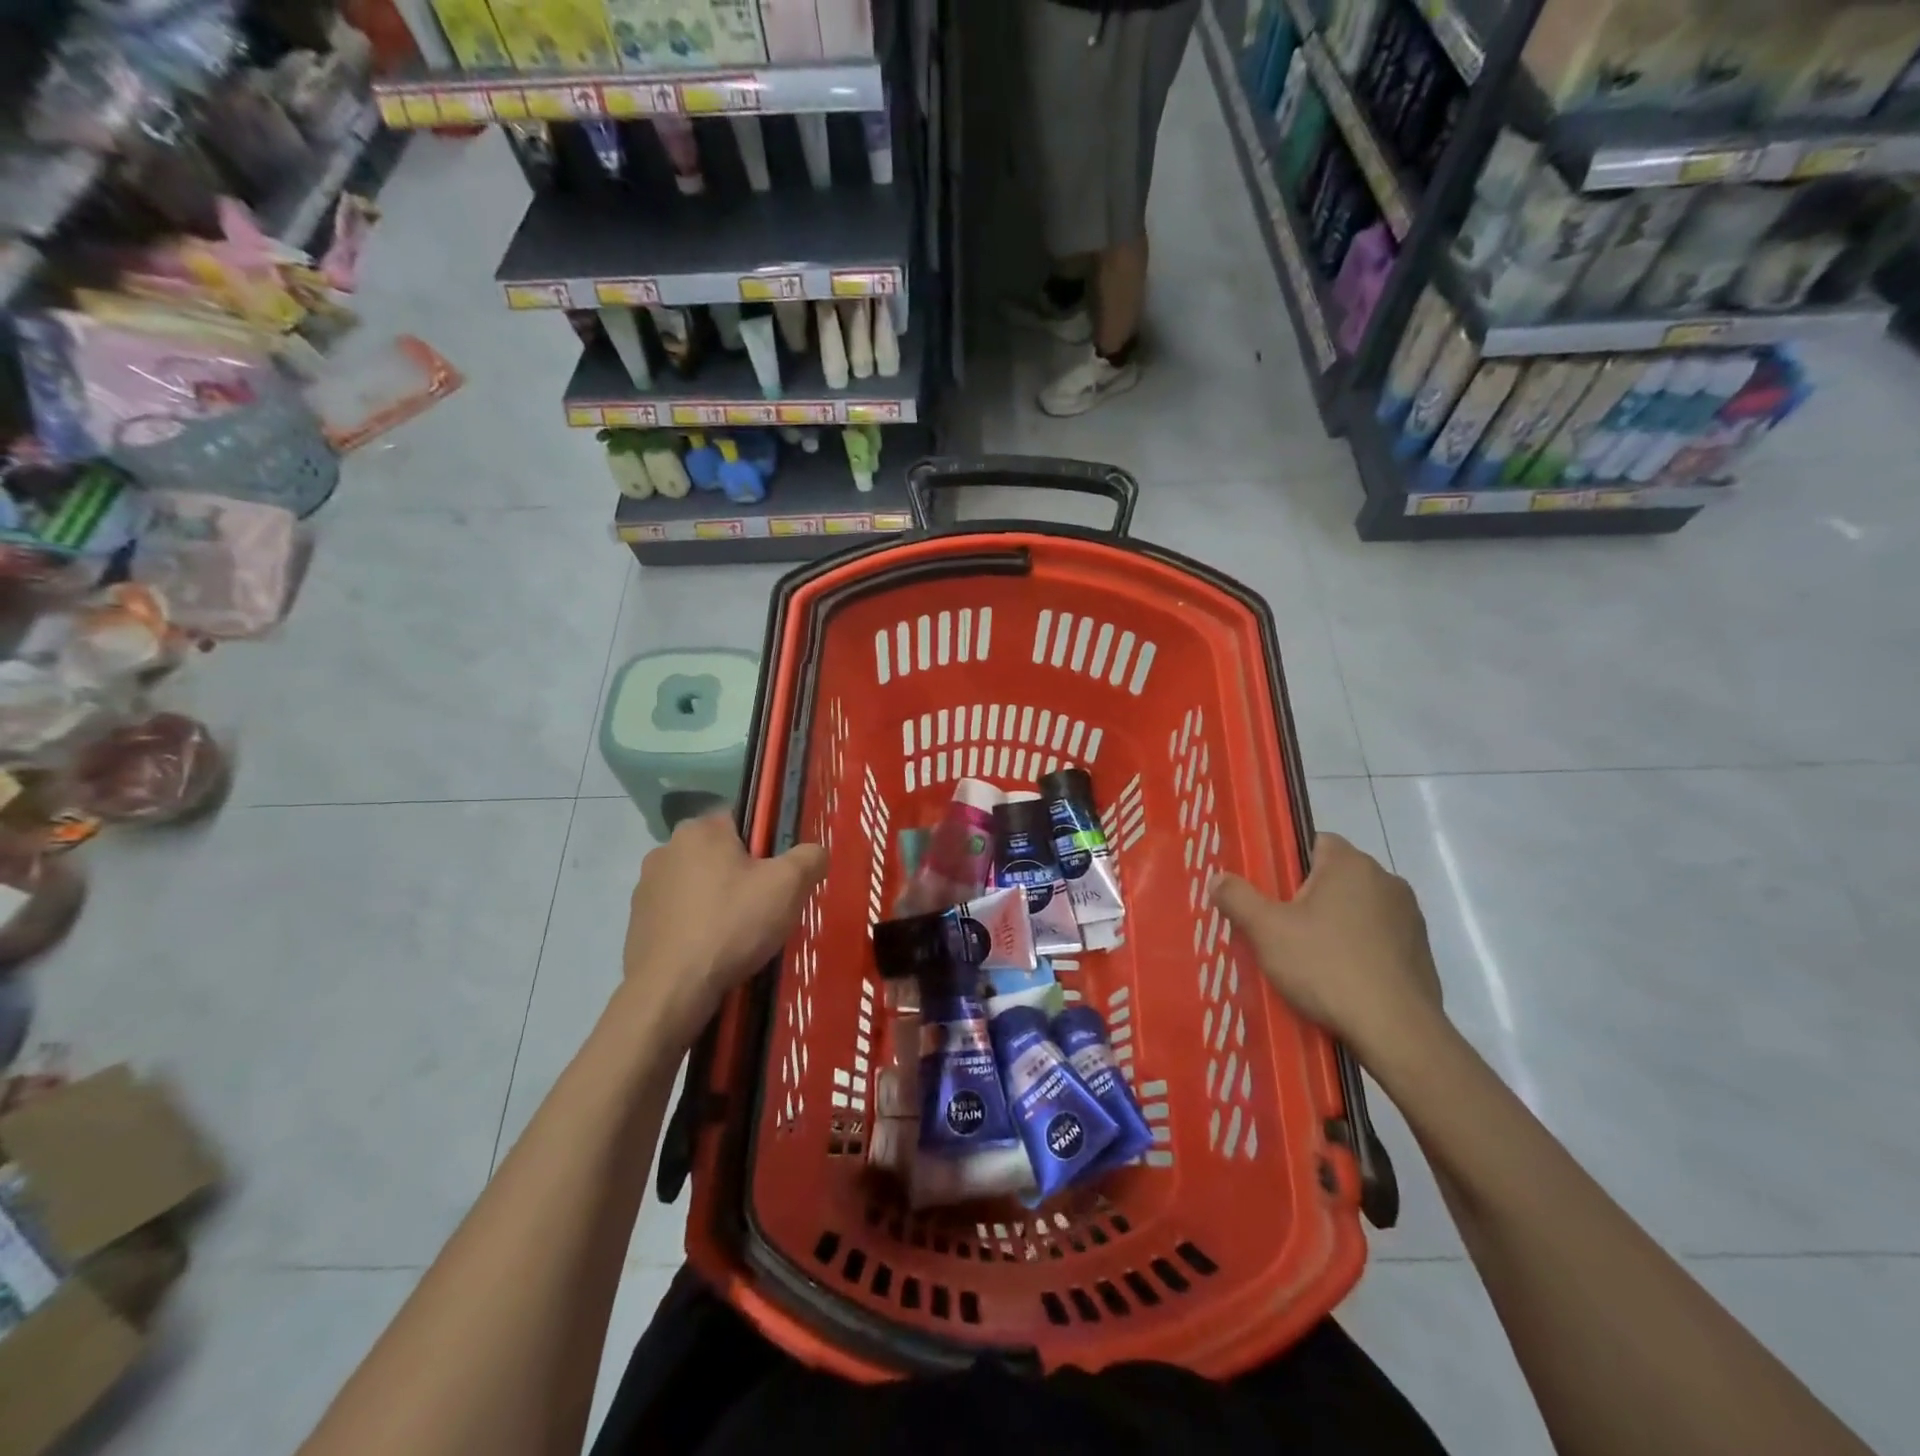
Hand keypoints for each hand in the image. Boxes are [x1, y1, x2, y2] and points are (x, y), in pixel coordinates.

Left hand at [622, 814, 826, 1047]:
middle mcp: (666, 848)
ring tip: (739, 935)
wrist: (671, 991)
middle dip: (742, 875)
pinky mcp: (636, 922)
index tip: (778, 877)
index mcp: (700, 830)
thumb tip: (814, 852)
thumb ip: (810, 858)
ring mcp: (646, 887)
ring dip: (717, 900)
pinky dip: (696, 926)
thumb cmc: (731, 925)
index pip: (742, 821)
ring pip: (698, 884)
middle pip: (720, 854)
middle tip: (765, 908)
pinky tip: (711, 951)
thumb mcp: (788, 886)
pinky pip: (679, 914)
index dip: (766, 846)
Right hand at [1209, 833, 1443, 1059]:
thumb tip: (1218, 878)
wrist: (1396, 1031)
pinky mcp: (1421, 951)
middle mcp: (1386, 880)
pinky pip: (1379, 938)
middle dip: (1310, 896)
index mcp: (1350, 864)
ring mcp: (1409, 917)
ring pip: (1359, 908)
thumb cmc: (1326, 967)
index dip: (1288, 863)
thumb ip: (1238, 898)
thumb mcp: (1267, 931)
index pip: (1315, 841)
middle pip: (1336, 876)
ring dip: (1337, 923)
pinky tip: (1342, 979)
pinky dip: (1360, 950)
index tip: (1271, 892)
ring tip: (1310, 958)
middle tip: (1281, 927)